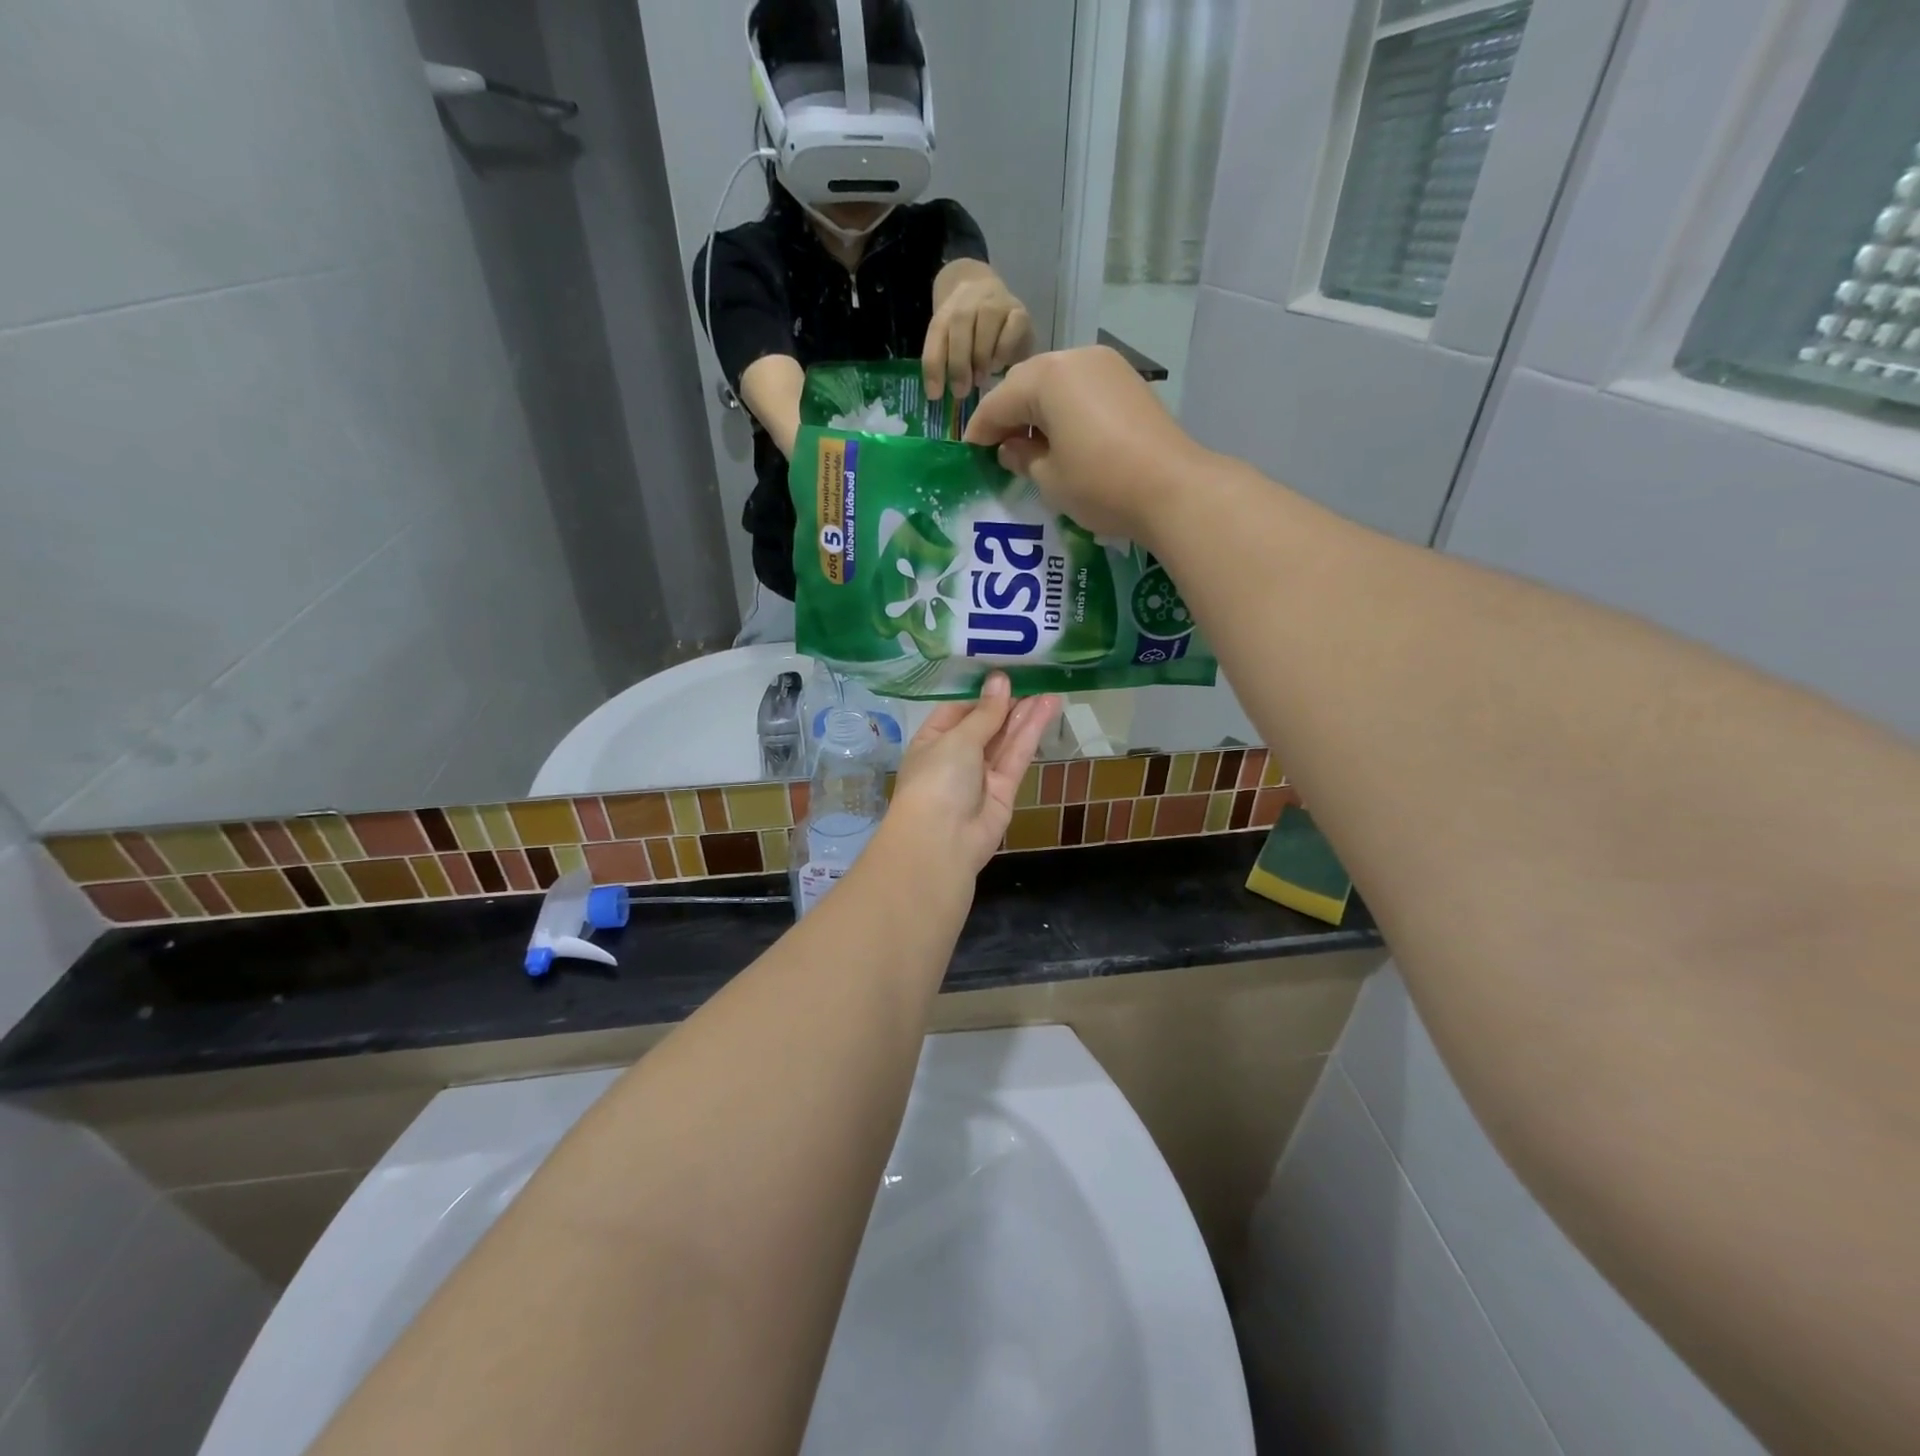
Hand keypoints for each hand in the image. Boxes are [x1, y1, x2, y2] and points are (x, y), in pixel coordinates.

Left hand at [887, 674, 1059, 875]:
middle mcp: (955, 757)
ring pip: (1005, 740)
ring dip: (1025, 715)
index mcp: (931, 741)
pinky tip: (1047, 709)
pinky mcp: (1004, 790)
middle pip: (985, 725)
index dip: (981, 694)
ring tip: (1049, 689)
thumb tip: (999, 681)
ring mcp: (980, 776)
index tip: (1004, 673)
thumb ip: (985, 713)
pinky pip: (1017, 756)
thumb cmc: (937, 780)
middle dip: (1007, 704)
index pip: (957, 711)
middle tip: (1034, 677)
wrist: (941, 842)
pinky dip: (1031, 734)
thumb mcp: (958, 739)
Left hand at [923, 268, 1034, 400]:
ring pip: (986, 320)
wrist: (1000, 304)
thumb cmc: (972, 338)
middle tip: (961, 391)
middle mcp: (970, 299)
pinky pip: (1012, 327)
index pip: (936, 333)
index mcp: (947, 310)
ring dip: (981, 355)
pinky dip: (1003, 350)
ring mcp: (997, 302)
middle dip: (958, 362)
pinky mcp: (1020, 313)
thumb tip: (938, 396)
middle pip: (959, 322)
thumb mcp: (953, 348)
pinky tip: (999, 366)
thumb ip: (945, 364)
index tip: (935, 395)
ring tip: (980, 380)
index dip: (934, 365)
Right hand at [963, 346, 1210, 544]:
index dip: (980, 430)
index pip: (999, 402)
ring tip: (1029, 446)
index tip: (968, 452)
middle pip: (1028, 383)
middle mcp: (1076, 358)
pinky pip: (1083, 390)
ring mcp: (1107, 367)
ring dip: (1038, 410)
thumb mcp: (1049, 478)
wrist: (1173, 489)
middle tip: (998, 448)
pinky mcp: (1128, 383)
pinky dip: (1066, 410)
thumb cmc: (1100, 484)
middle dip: (1008, 414)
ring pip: (1056, 383)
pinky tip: (1063, 438)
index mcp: (1047, 377)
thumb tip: (1011, 448)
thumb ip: (1022, 457)